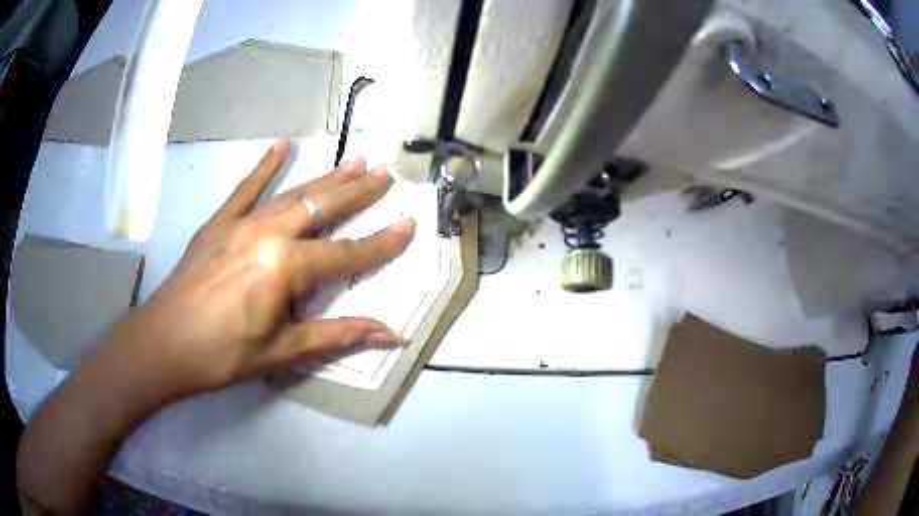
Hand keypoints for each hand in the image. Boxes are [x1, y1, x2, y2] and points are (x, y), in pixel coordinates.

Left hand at [99, 141, 415, 402]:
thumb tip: (390, 335)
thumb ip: (337, 337)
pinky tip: (281, 145)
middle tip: (385, 172)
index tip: (408, 226)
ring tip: (354, 159)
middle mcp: (267, 234)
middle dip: (358, 191)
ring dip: (326, 177)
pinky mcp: (217, 223)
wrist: (164, 343)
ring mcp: (240, 223)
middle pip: (322, 208)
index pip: (345, 254)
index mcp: (284, 268)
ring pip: (292, 193)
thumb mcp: (282, 353)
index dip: (380, 244)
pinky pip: (245, 190)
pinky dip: (264, 167)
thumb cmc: (223, 354)